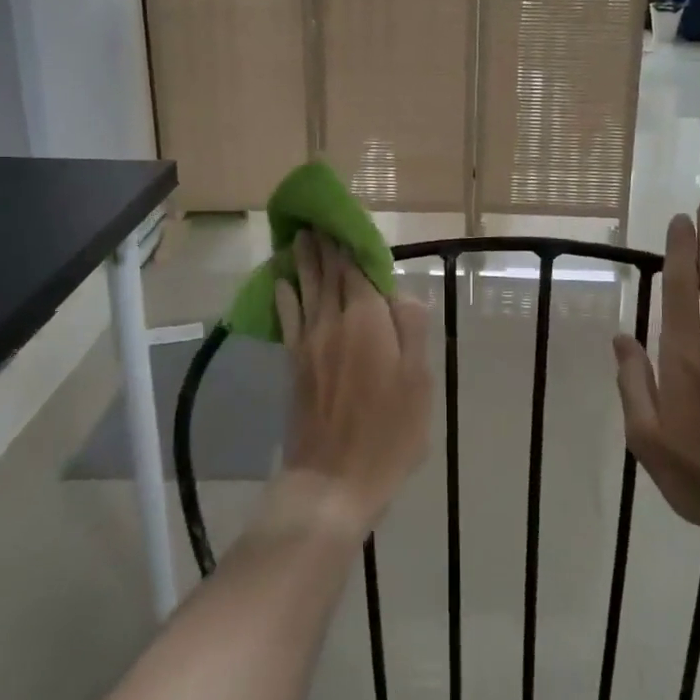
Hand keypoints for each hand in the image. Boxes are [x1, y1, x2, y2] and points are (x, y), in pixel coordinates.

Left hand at [273, 231, 431, 541]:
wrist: (333, 480)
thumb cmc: (388, 434)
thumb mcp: (418, 383)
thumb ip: (411, 331)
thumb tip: (401, 292)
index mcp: (367, 321)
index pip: (358, 270)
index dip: (353, 245)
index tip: (348, 223)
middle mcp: (334, 322)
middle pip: (328, 274)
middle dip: (326, 246)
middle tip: (318, 220)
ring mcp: (309, 342)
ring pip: (305, 289)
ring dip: (303, 261)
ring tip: (300, 237)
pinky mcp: (294, 363)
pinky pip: (288, 318)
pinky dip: (284, 295)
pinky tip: (281, 282)